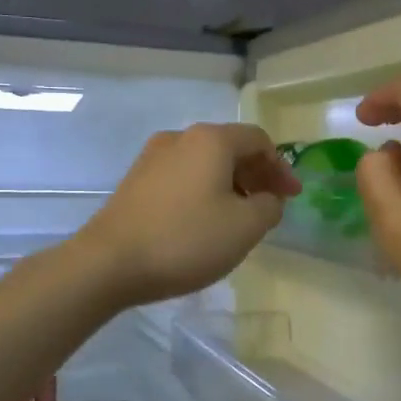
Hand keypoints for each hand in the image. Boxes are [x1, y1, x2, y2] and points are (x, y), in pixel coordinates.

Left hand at [78, 123, 300, 307]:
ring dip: (229, 184)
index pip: (258, 140)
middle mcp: (180, 138)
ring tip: (238, 217)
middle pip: (230, 147)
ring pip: (204, 163)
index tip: (291, 197)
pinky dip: (203, 191)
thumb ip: (269, 206)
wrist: (108, 262)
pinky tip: (204, 221)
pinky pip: (182, 177)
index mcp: (211, 140)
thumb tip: (267, 198)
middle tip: (270, 206)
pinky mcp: (135, 181)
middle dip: (256, 175)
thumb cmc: (185, 240)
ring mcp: (152, 157)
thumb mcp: (245, 227)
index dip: (281, 167)